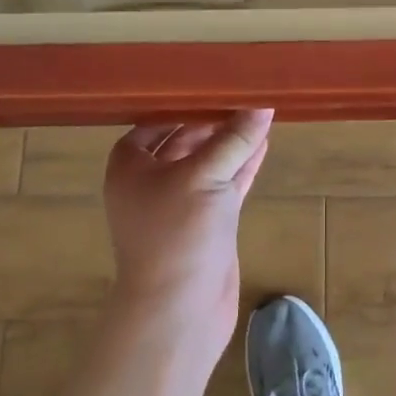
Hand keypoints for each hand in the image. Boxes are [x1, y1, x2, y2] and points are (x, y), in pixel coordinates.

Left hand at [101, 109, 274, 362]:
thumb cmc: (178, 234)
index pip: (154, 122)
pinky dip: (242, 165)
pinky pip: (225, 184)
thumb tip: (261, 104)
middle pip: (183, 140)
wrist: (179, 312)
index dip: (180, 104)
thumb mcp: (205, 176)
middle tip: (243, 94)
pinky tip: (264, 144)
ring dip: (231, 142)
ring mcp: (180, 204)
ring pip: (208, 162)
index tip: (211, 83)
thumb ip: (234, 139)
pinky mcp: (207, 223)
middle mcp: (151, 182)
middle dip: (211, 120)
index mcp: (131, 166)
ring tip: (259, 113)